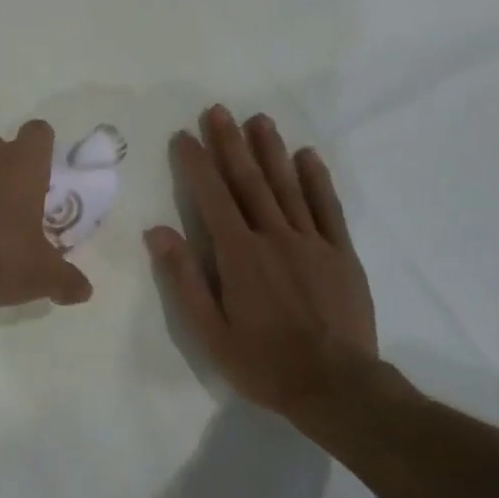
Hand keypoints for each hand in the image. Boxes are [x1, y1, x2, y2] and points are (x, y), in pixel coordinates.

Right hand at [146, 105, 383, 428]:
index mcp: (238, 254)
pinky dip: (316, 179)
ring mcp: (311, 241)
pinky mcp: (341, 253)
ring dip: (270, 150)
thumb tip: (157, 232)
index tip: (184, 135)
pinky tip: (307, 155)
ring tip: (258, 119)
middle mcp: (273, 236)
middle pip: (248, 181)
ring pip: (287, 185)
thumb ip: (184, 278)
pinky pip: (327, 208)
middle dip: (230, 143)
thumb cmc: (264, 362)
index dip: (196, 163)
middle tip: (218, 110)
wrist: (337, 387)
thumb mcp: (209, 331)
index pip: (212, 196)